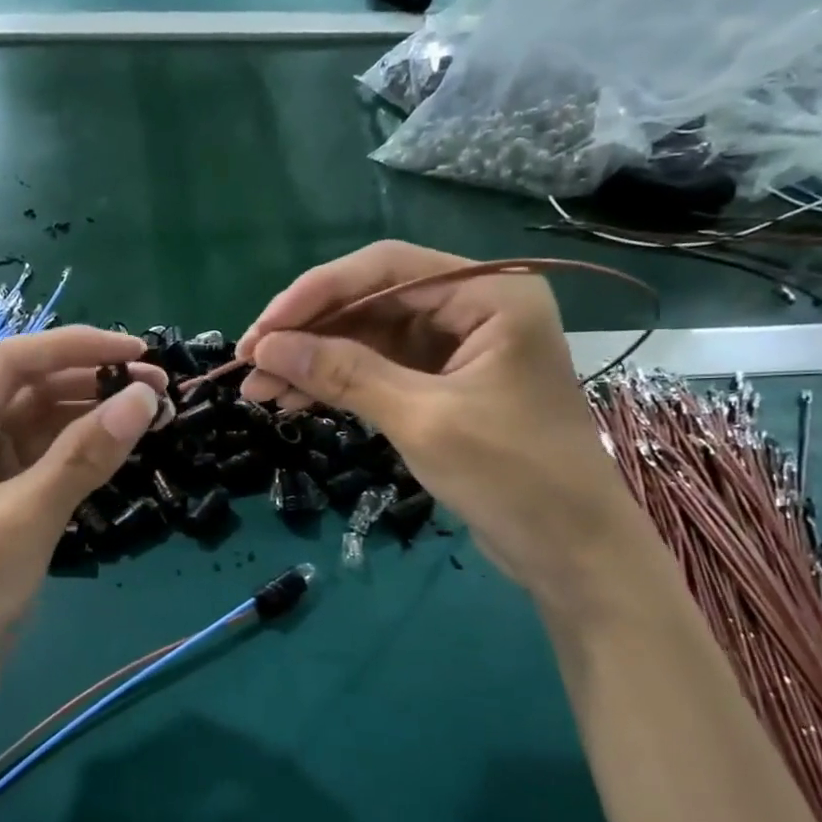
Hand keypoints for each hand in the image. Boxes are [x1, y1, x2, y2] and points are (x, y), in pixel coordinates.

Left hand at [0, 327, 165, 757]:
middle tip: (158, 390)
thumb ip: (85, 456)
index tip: (138, 352)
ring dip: (91, 420)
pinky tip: (120, 455)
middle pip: (29, 392)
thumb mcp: (24, 519)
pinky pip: (44, 469)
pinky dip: (81, 459)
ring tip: (150, 417)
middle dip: (91, 384)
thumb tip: (145, 398)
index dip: (77, 347)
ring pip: (41, 431)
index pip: (13, 362)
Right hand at [236, 241, 646, 607]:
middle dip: (308, 334)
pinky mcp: (444, 387)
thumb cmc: (513, 476)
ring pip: (369, 339)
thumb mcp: (423, 419)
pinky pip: (380, 371)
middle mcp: (474, 308)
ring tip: (260, 393)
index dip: (314, 295)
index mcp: (490, 293)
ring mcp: (459, 349)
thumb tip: (267, 348)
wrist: (571, 552)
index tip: (261, 332)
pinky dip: (339, 386)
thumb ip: (345, 374)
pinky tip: (296, 402)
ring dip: (315, 362)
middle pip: (372, 302)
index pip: (384, 269)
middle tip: (250, 367)